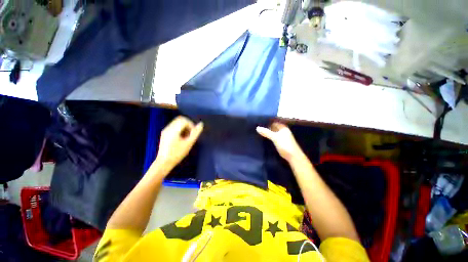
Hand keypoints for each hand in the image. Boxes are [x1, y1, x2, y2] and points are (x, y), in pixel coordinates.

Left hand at [155, 116, 203, 168]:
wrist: (164, 162)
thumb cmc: (177, 154)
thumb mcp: (189, 143)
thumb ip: (195, 133)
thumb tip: (201, 124)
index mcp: (173, 130)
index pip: (184, 120)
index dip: (191, 125)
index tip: (193, 134)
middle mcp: (168, 128)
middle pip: (180, 119)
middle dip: (188, 125)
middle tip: (190, 134)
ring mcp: (165, 131)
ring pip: (177, 123)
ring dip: (184, 128)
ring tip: (186, 137)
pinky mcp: (165, 134)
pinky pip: (174, 127)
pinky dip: (180, 130)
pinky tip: (181, 138)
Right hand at [256, 122, 303, 161]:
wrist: (292, 156)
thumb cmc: (285, 144)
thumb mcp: (275, 137)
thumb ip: (266, 132)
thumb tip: (257, 128)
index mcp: (283, 127)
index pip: (274, 121)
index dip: (267, 121)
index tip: (259, 121)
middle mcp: (282, 130)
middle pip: (273, 127)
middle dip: (266, 126)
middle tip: (257, 126)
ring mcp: (281, 136)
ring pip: (273, 132)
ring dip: (267, 132)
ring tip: (258, 131)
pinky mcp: (280, 142)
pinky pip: (273, 137)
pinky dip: (269, 136)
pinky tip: (263, 137)